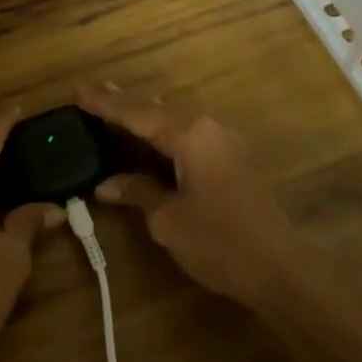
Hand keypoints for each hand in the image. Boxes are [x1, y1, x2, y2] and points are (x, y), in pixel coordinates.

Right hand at [78, 84, 304, 312]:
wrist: (282, 269)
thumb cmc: (220, 243)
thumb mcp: (169, 220)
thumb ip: (138, 192)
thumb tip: (106, 184)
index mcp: (192, 135)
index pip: (139, 114)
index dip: (107, 105)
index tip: (79, 92)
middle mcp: (210, 128)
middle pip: (159, 110)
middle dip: (125, 103)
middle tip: (93, 93)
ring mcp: (226, 142)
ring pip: (176, 120)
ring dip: (145, 117)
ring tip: (116, 107)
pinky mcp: (234, 160)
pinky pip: (190, 135)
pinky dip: (164, 133)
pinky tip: (151, 137)